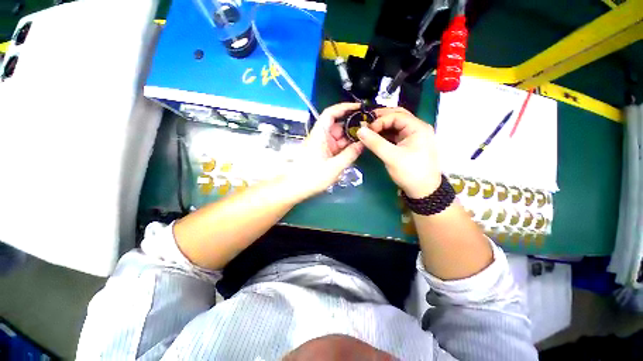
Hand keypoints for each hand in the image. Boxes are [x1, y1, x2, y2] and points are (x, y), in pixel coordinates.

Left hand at [284, 103, 363, 199]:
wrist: (295, 188)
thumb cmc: (312, 177)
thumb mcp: (334, 167)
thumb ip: (350, 155)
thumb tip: (363, 143)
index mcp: (319, 135)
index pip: (330, 113)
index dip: (344, 107)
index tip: (359, 108)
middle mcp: (321, 137)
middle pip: (338, 125)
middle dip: (353, 126)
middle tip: (370, 128)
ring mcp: (323, 145)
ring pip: (339, 137)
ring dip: (351, 138)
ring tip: (367, 138)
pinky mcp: (324, 153)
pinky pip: (337, 146)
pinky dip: (346, 147)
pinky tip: (357, 148)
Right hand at [356, 107, 440, 197]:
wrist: (423, 191)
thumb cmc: (410, 172)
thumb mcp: (392, 157)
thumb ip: (375, 142)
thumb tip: (359, 130)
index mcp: (418, 128)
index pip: (396, 115)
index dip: (379, 120)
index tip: (366, 130)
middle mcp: (416, 128)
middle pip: (397, 117)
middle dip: (380, 119)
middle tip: (365, 124)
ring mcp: (412, 137)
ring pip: (395, 126)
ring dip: (381, 127)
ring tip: (368, 132)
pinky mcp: (407, 145)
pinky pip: (394, 135)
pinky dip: (384, 135)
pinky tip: (375, 139)